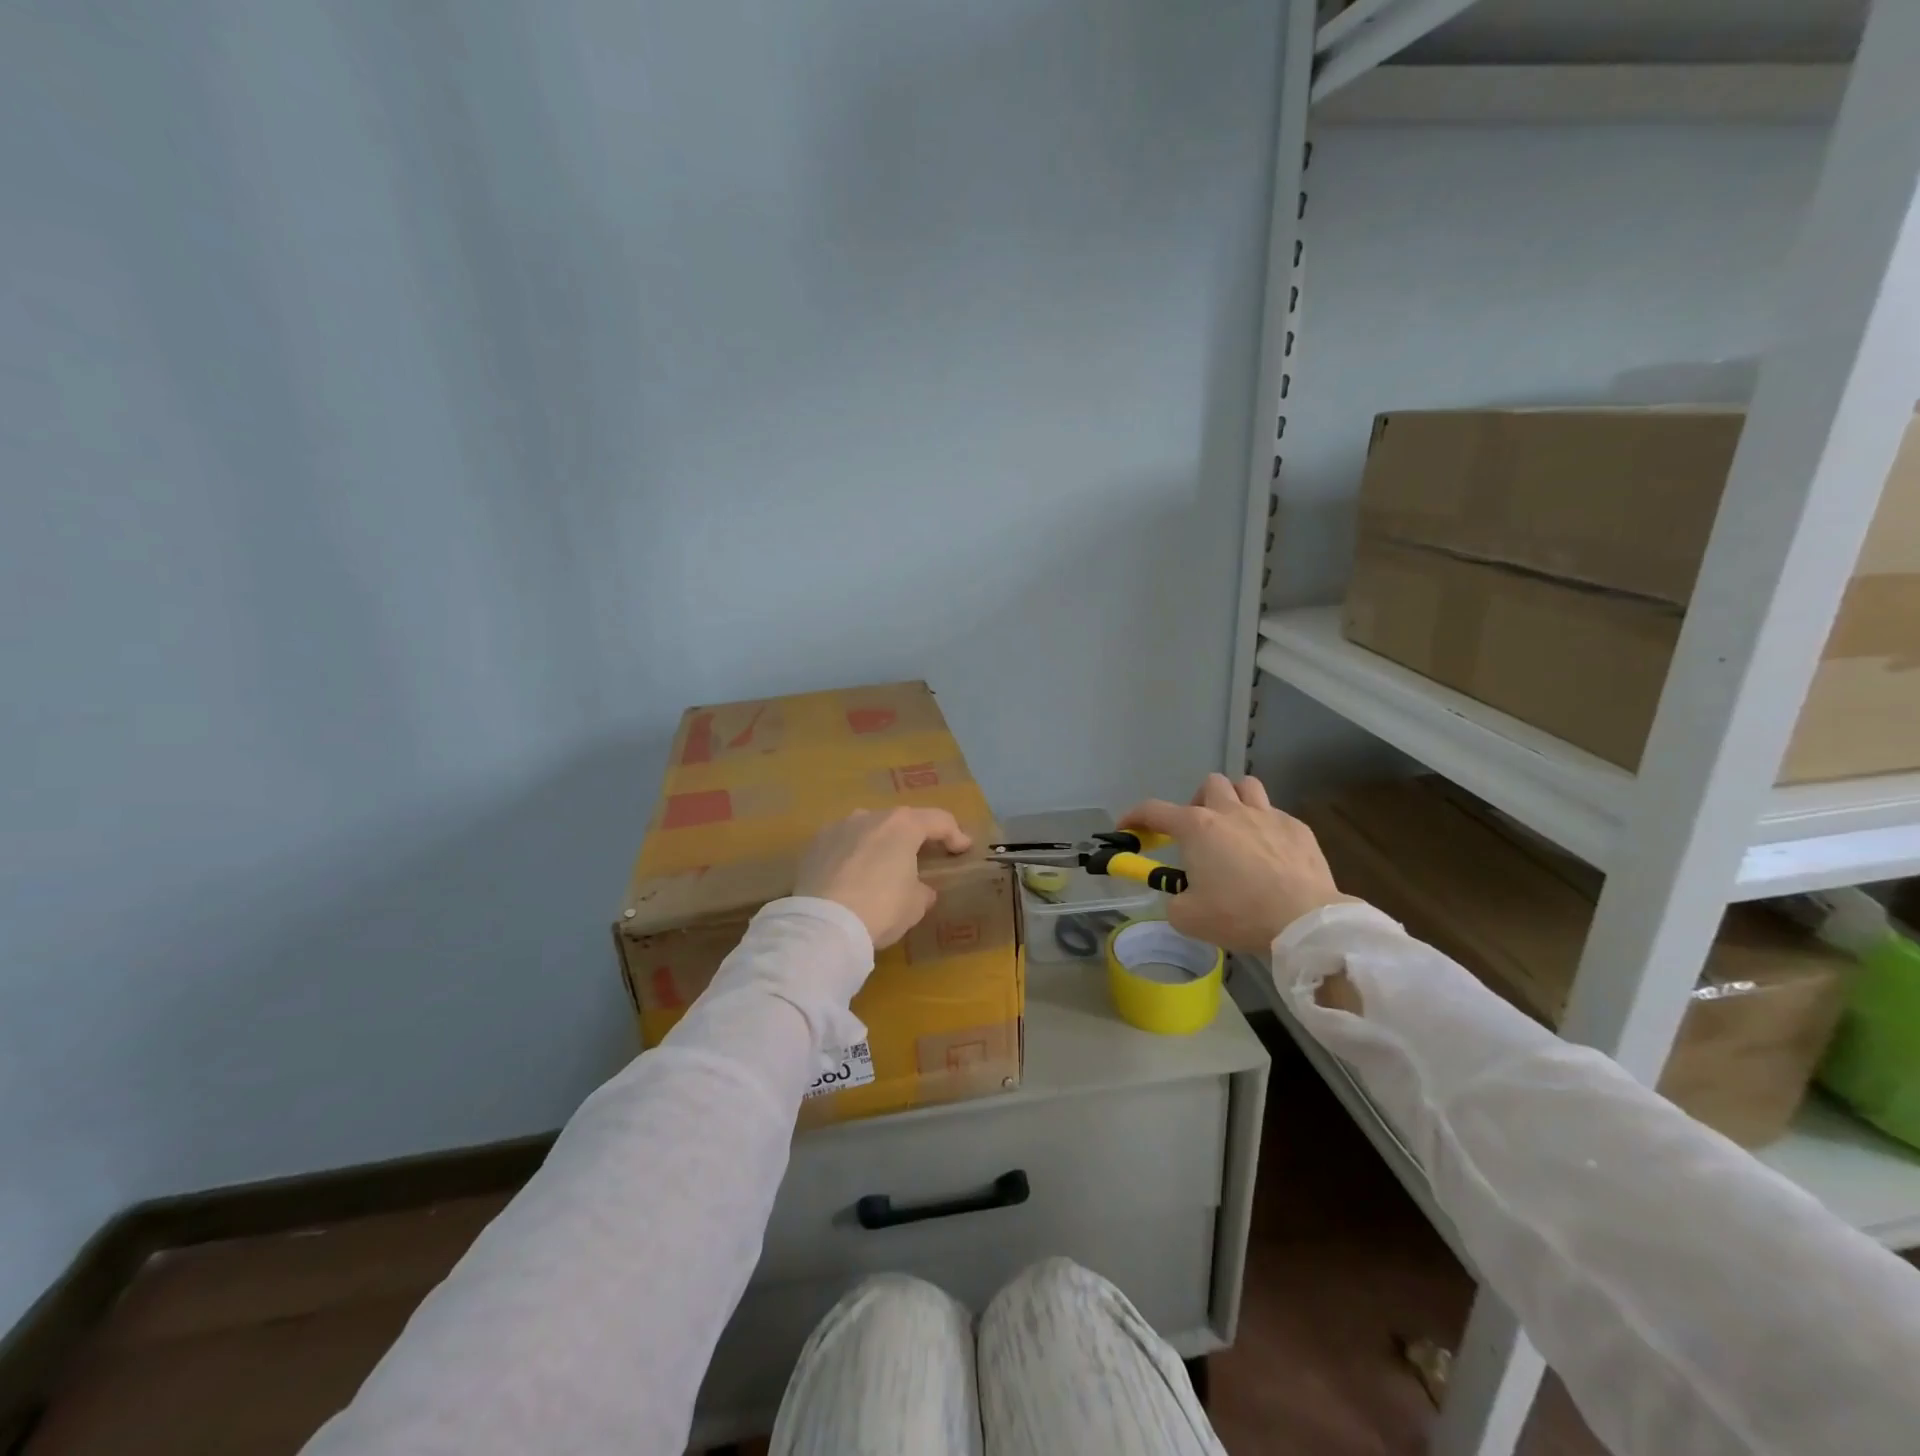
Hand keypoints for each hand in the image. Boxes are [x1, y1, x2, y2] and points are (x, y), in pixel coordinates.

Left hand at [794, 807, 973, 949]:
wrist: (822, 925)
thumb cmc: (880, 908)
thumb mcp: (915, 905)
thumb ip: (922, 890)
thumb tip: (920, 889)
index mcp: (902, 825)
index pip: (938, 821)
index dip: (955, 834)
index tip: (963, 849)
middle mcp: (869, 816)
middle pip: (900, 821)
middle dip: (913, 837)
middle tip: (923, 857)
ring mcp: (838, 827)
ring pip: (868, 830)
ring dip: (879, 844)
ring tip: (882, 867)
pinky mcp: (814, 845)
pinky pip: (843, 845)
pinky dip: (853, 856)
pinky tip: (852, 877)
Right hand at [1120, 773, 1350, 954]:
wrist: (1303, 920)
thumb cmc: (1238, 914)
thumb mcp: (1187, 917)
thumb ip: (1174, 899)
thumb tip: (1181, 894)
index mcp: (1196, 828)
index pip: (1154, 811)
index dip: (1134, 817)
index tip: (1125, 828)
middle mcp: (1229, 812)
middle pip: (1210, 784)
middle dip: (1199, 803)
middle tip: (1199, 833)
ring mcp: (1267, 816)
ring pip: (1247, 786)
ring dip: (1235, 801)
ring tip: (1235, 829)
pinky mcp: (1298, 829)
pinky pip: (1276, 816)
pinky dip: (1266, 829)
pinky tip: (1271, 854)